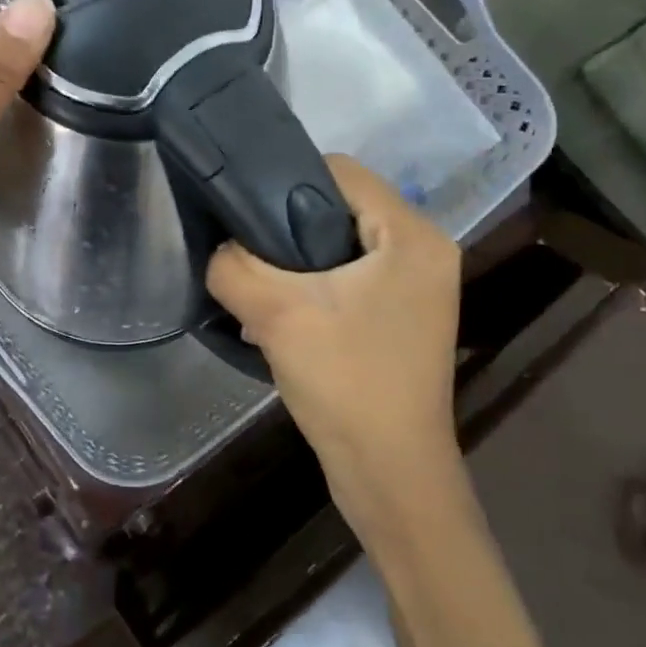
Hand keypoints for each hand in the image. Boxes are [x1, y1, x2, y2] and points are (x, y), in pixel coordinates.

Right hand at [206, 156, 465, 545]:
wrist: (388, 475)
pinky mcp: (399, 319)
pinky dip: (312, 291)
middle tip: (245, 257)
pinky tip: (278, 320)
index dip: (284, 179)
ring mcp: (415, 289)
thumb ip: (234, 266)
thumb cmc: (346, 383)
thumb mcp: (276, 314)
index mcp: (413, 235)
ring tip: (255, 291)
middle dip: (285, 229)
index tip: (242, 213)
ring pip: (339, 247)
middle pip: (338, 208)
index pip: (340, 171)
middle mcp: (424, 252)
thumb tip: (221, 250)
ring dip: (294, 265)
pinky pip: (348, 281)